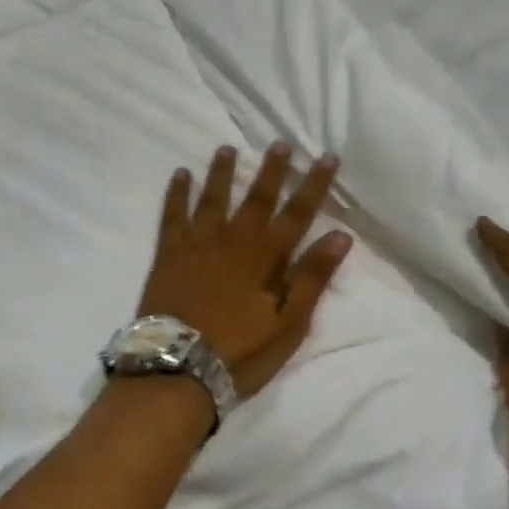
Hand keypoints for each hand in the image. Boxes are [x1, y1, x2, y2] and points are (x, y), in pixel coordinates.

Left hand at [137, 143, 353, 398]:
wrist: (178, 366)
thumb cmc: (241, 351)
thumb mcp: (289, 324)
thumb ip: (312, 278)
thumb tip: (339, 236)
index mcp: (266, 256)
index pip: (298, 213)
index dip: (314, 184)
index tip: (326, 156)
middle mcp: (233, 239)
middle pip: (257, 197)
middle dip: (272, 169)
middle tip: (280, 143)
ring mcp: (198, 243)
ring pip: (213, 197)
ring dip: (222, 172)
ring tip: (227, 148)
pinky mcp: (169, 252)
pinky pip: (173, 214)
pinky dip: (177, 192)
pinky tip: (181, 174)